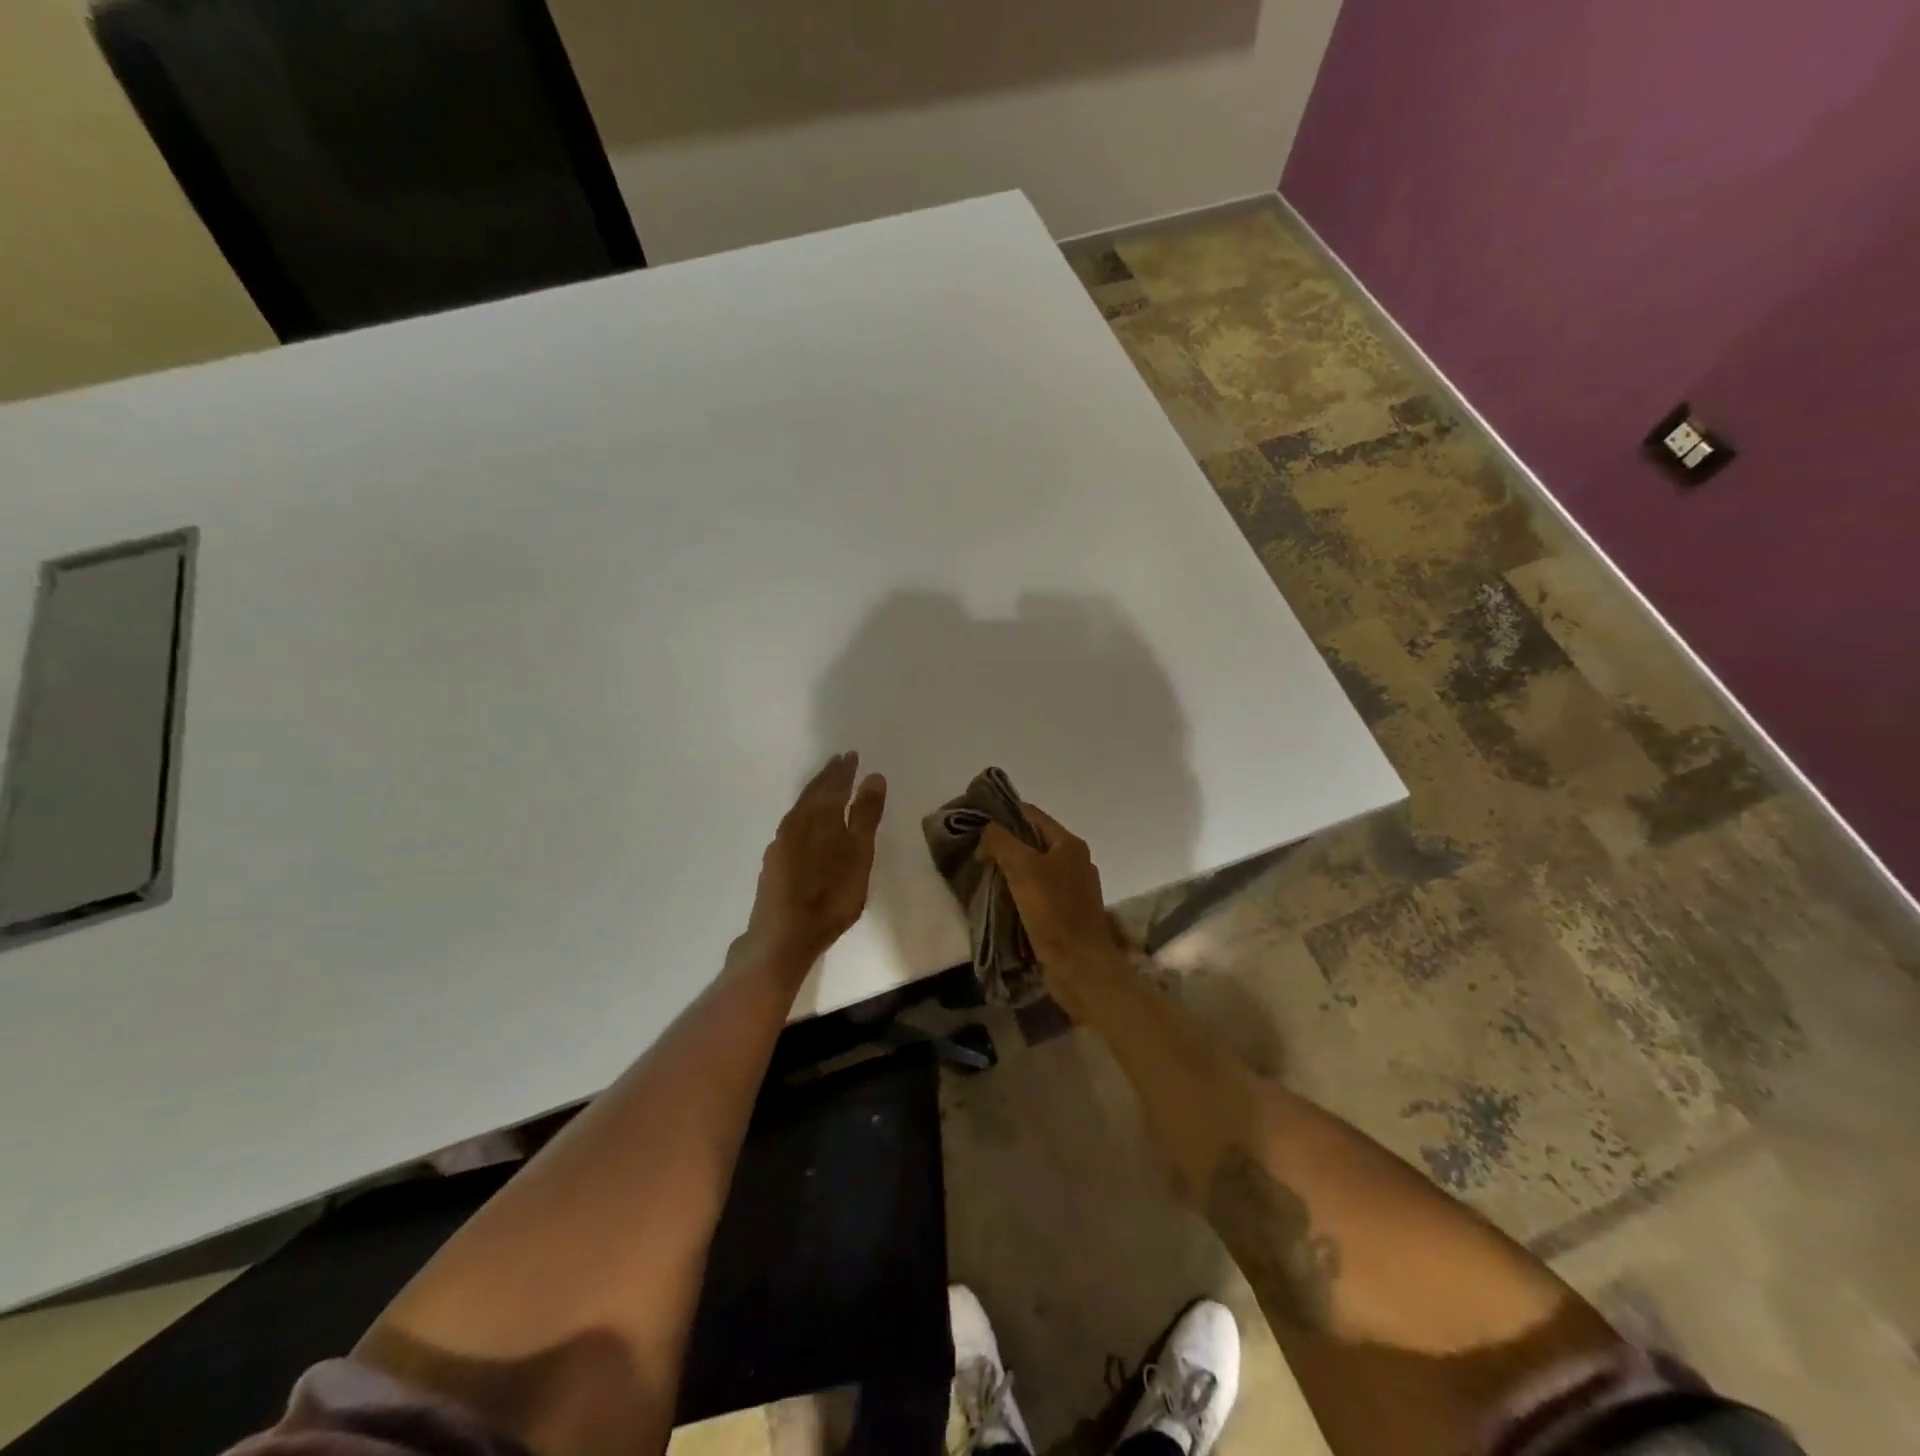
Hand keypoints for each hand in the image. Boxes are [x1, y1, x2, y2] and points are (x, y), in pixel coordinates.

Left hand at [739, 752, 887, 972]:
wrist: (783, 934)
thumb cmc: (831, 896)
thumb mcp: (859, 855)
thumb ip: (866, 816)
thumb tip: (874, 777)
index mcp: (821, 816)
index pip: (835, 785)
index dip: (845, 770)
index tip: (852, 755)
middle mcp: (798, 822)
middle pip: (814, 791)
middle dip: (828, 776)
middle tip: (839, 761)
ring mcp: (782, 841)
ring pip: (801, 806)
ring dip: (815, 792)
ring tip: (825, 784)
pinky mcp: (774, 859)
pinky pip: (793, 822)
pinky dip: (805, 812)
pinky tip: (806, 821)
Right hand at [979, 805, 1118, 972]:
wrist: (1080, 964)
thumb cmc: (1052, 911)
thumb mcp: (1022, 868)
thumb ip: (1001, 841)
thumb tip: (987, 829)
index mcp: (1069, 844)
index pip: (1032, 814)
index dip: (1004, 813)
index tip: (976, 820)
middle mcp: (1076, 861)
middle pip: (1034, 841)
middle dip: (1005, 843)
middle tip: (975, 849)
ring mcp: (1074, 888)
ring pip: (1036, 868)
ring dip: (1011, 869)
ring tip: (983, 873)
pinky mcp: (1068, 912)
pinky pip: (1039, 892)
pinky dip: (1020, 891)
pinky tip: (1001, 899)